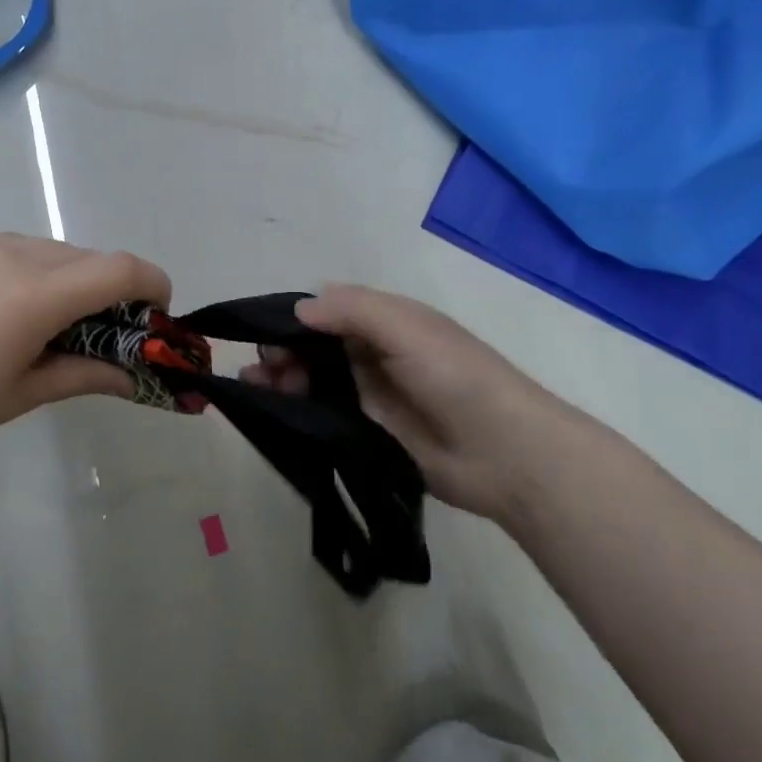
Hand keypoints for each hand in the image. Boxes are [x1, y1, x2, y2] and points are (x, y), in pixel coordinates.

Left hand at [0, 234, 170, 466]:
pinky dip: (44, 272)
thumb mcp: (24, 393)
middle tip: (110, 335)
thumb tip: (134, 376)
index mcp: (36, 291)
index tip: (158, 318)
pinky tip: (17, 311)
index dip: (154, 286)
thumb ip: (86, 374)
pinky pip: (24, 249)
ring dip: (79, 280)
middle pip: (93, 258)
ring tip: (58, 326)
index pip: (121, 269)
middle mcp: (18, 252)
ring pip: (60, 251)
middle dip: (116, 291)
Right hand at [242, 285, 592, 523]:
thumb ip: (352, 310)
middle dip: (283, 351)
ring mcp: (369, 395)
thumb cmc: (455, 377)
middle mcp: (374, 354)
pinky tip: (271, 411)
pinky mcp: (365, 432)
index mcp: (386, 321)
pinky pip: (322, 414)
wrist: (504, 454)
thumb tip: (299, 308)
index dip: (294, 318)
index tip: (264, 333)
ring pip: (314, 380)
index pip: (328, 310)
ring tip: (257, 388)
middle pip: (314, 346)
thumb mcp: (406, 328)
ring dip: (283, 379)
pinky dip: (295, 410)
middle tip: (264, 369)